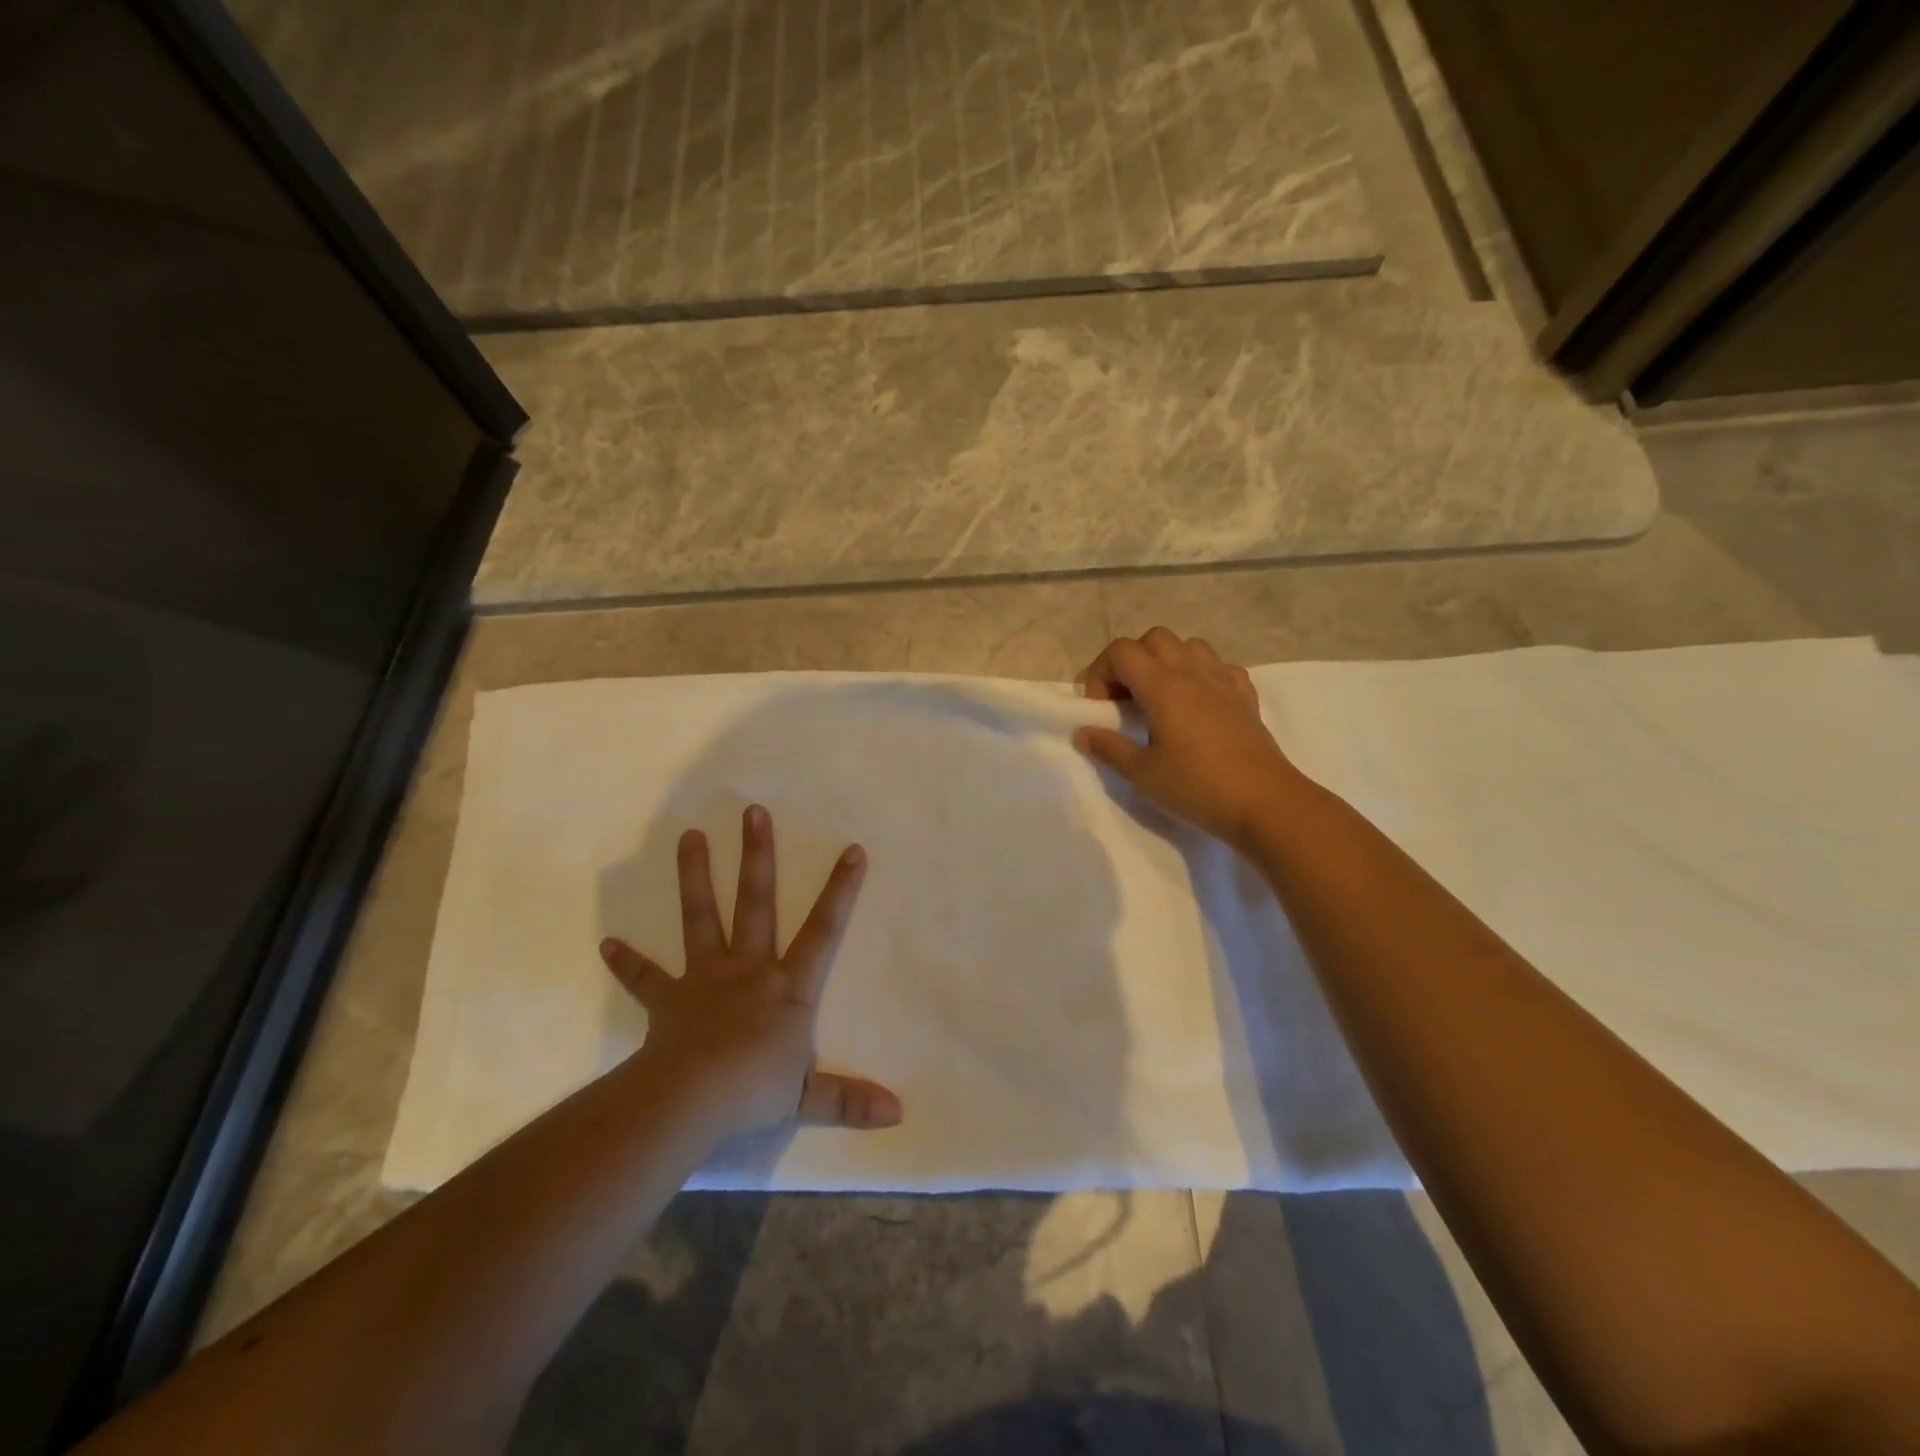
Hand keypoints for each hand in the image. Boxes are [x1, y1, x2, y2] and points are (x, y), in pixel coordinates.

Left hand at [598, 805, 902, 1142]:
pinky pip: (647, 979)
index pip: (823, 931)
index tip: (851, 849)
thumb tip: (899, 1113)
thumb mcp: (808, 1099)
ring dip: (696, 877)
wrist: (690, 1102)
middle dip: (758, 856)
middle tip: (753, 812)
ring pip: (703, 918)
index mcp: (788, 988)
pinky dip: (628, 963)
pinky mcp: (670, 1000)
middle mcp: (749, 969)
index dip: (840, 890)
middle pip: (756, 903)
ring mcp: (706, 979)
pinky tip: (607, 944)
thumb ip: (849, 1100)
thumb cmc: (754, 1091)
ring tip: (689, 836)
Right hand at [1075, 629, 1304, 850]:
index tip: (1101, 708)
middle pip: (1154, 638)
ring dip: (1167, 661)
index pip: (1121, 651)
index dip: (1101, 672)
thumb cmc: (1197, 786)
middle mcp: (1192, 672)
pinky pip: (1219, 666)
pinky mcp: (1245, 695)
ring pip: (1189, 645)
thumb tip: (1082, 733)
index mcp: (1162, 686)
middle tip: (1126, 700)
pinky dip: (1201, 675)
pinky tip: (1198, 703)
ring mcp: (1223, 680)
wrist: (1264, 802)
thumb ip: (1109, 748)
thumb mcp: (1142, 773)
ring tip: (1160, 697)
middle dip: (1131, 661)